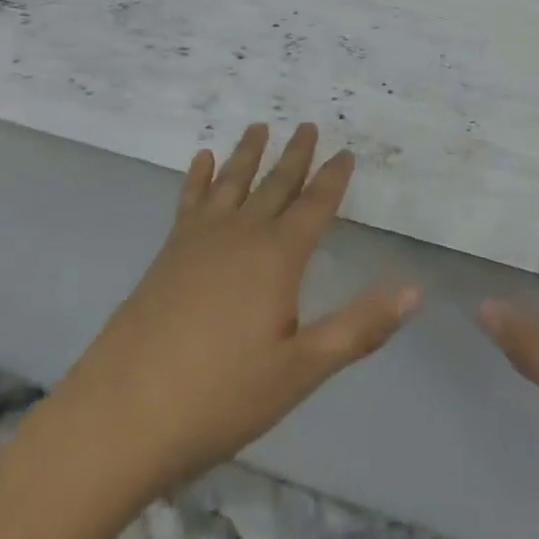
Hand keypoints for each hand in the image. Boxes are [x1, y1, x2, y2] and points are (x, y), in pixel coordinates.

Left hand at [51, 122, 419, 500]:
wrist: (123, 413)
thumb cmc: (221, 396)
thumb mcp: (301, 370)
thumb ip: (359, 327)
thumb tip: (415, 290)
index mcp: (278, 258)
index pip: (315, 206)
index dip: (333, 178)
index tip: (346, 151)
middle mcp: (241, 234)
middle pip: (275, 184)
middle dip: (295, 155)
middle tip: (308, 125)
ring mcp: (199, 240)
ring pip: (231, 181)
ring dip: (248, 153)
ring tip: (259, 126)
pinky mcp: (168, 252)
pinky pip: (189, 200)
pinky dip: (197, 176)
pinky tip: (200, 159)